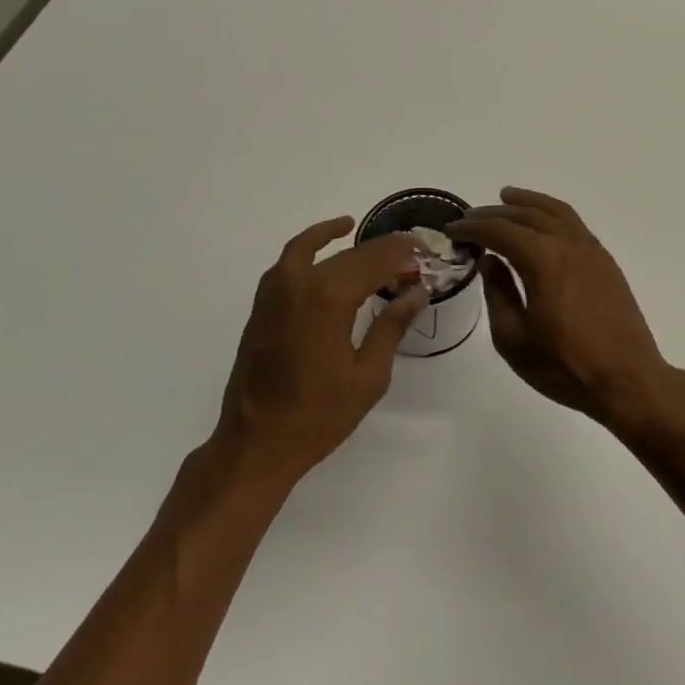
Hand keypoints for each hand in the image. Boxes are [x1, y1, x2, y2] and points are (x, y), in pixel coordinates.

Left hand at [211, 217, 426, 486]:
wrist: (257, 443)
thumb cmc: (320, 414)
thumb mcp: (369, 374)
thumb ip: (392, 326)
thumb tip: (416, 293)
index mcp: (330, 297)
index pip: (376, 260)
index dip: (404, 254)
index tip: (427, 253)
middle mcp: (301, 282)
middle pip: (351, 254)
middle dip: (385, 251)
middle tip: (412, 256)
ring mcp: (276, 290)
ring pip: (318, 250)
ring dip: (348, 243)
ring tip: (376, 241)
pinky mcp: (263, 303)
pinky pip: (290, 260)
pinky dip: (311, 245)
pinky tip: (328, 247)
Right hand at [450, 188, 676, 426]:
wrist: (628, 380)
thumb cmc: (565, 367)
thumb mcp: (514, 339)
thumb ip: (498, 294)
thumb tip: (489, 261)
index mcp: (543, 260)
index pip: (500, 231)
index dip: (473, 227)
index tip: (452, 229)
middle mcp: (569, 244)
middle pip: (527, 215)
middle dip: (495, 213)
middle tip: (471, 216)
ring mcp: (591, 250)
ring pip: (556, 211)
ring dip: (528, 202)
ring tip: (506, 197)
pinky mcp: (605, 262)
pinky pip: (574, 223)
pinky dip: (552, 214)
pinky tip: (543, 222)